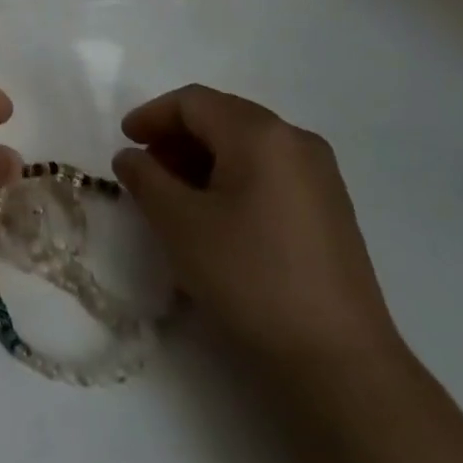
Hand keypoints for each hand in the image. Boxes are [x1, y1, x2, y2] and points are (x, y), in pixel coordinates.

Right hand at [114, 85, 402, 379]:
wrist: (338, 360)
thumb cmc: (249, 277)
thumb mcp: (180, 224)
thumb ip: (146, 179)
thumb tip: (131, 157)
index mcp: (260, 134)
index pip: (194, 102)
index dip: (152, 115)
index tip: (124, 142)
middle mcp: (296, 140)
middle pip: (223, 117)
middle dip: (177, 137)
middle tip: (145, 169)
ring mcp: (320, 175)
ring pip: (246, 145)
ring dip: (202, 158)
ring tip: (173, 194)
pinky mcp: (330, 209)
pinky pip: (269, 171)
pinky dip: (232, 177)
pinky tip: (215, 214)